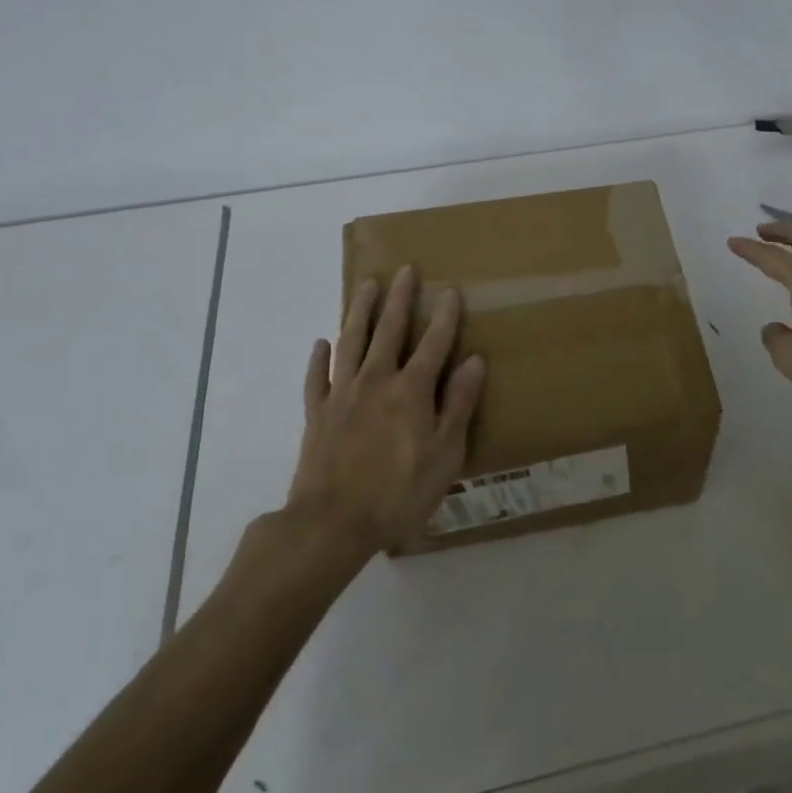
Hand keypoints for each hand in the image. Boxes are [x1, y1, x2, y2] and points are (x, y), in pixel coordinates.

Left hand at [283, 266, 485, 558]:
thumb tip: (475, 361)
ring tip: (365, 284)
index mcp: (411, 391)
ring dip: (359, 310)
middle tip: (404, 269)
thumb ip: (459, 404)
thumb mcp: (445, 453)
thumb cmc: (399, 492)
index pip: (433, 343)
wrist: (331, 523)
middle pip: (389, 330)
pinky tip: (321, 343)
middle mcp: (376, 381)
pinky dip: (319, 358)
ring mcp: (342, 394)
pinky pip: (317, 377)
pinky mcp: (317, 413)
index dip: (443, 316)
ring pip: (351, 341)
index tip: (449, 290)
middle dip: (399, 298)